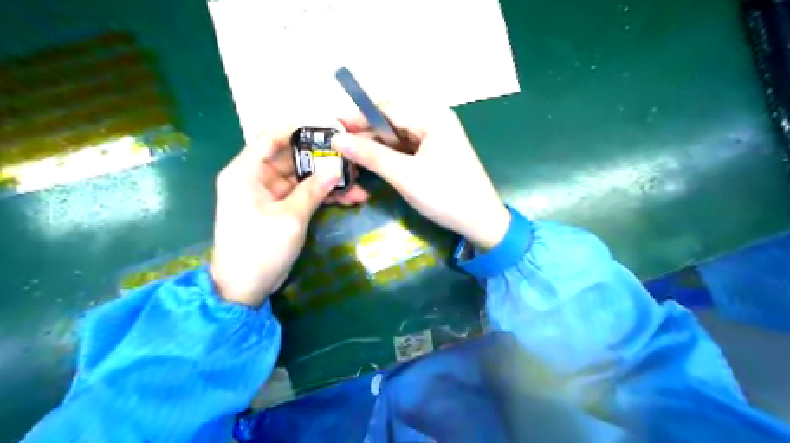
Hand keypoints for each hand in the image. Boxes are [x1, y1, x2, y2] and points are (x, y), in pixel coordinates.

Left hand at [210, 129, 370, 305]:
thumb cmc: (260, 249)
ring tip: (358, 182)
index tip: (329, 129)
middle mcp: (257, 177)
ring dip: (329, 180)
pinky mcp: (282, 209)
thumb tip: (337, 168)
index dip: (299, 130)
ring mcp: (271, 194)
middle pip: (293, 157)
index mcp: (246, 172)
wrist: (245, 287)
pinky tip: (351, 198)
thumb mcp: (290, 218)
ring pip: (303, 177)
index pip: (271, 137)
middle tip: (352, 158)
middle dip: (323, 159)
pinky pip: (305, 194)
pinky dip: (324, 196)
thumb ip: (313, 190)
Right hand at [331, 104, 508, 248]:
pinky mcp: (437, 154)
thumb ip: (370, 155)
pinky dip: (390, 155)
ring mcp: (437, 138)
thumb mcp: (404, 175)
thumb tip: (337, 139)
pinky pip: (408, 148)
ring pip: (399, 136)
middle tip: (338, 145)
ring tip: (350, 155)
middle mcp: (436, 121)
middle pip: (393, 121)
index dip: (358, 117)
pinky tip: (374, 162)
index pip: (387, 109)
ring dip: (377, 145)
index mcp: (432, 117)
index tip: (332, 127)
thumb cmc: (445, 195)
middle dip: (366, 133)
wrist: (481, 222)